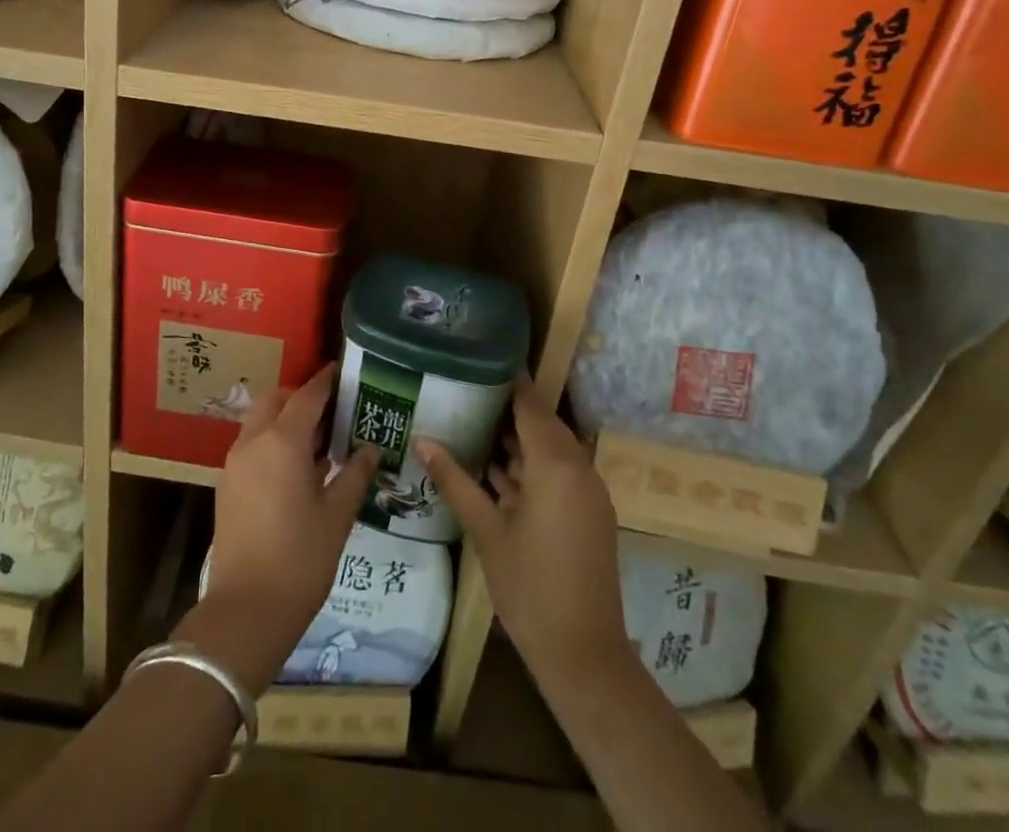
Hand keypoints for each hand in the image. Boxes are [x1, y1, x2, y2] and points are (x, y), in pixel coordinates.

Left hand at [190, 365, 377, 696]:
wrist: (246, 611)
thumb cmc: (300, 559)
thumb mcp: (337, 515)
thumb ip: (354, 474)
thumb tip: (371, 448)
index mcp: (282, 441)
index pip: (307, 396)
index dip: (325, 381)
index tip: (341, 370)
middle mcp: (253, 441)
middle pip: (276, 400)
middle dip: (300, 397)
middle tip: (330, 410)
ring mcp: (234, 463)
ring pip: (259, 422)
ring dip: (283, 419)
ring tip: (316, 440)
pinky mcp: (226, 485)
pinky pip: (250, 445)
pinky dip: (270, 441)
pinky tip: (294, 468)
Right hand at [415, 380, 629, 693]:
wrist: (584, 655)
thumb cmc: (530, 588)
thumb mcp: (486, 531)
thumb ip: (455, 480)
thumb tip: (422, 439)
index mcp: (556, 465)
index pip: (531, 404)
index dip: (510, 378)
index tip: (481, 353)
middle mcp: (578, 468)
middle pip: (541, 423)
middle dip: (506, 405)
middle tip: (466, 385)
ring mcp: (586, 492)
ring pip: (548, 449)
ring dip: (516, 437)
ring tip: (472, 417)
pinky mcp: (587, 512)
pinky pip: (556, 472)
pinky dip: (529, 464)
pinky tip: (493, 465)